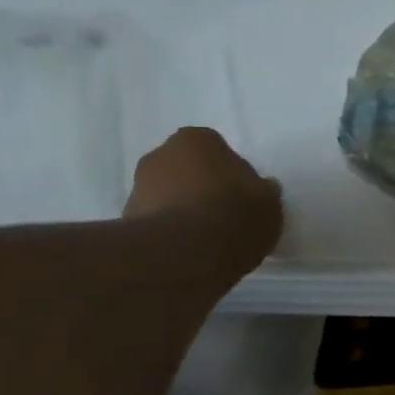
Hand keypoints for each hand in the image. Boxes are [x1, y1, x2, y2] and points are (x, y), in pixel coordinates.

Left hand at [124, 127, 282, 272]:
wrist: (184, 254)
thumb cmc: (234, 213)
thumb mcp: (269, 201)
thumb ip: (262, 190)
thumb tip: (259, 189)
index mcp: (196, 140)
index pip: (216, 148)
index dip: (231, 171)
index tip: (243, 193)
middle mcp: (160, 155)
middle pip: (187, 169)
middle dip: (202, 186)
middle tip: (226, 212)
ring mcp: (137, 188)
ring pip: (169, 194)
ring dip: (184, 209)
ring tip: (209, 237)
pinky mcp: (126, 222)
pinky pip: (157, 221)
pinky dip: (171, 231)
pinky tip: (191, 250)